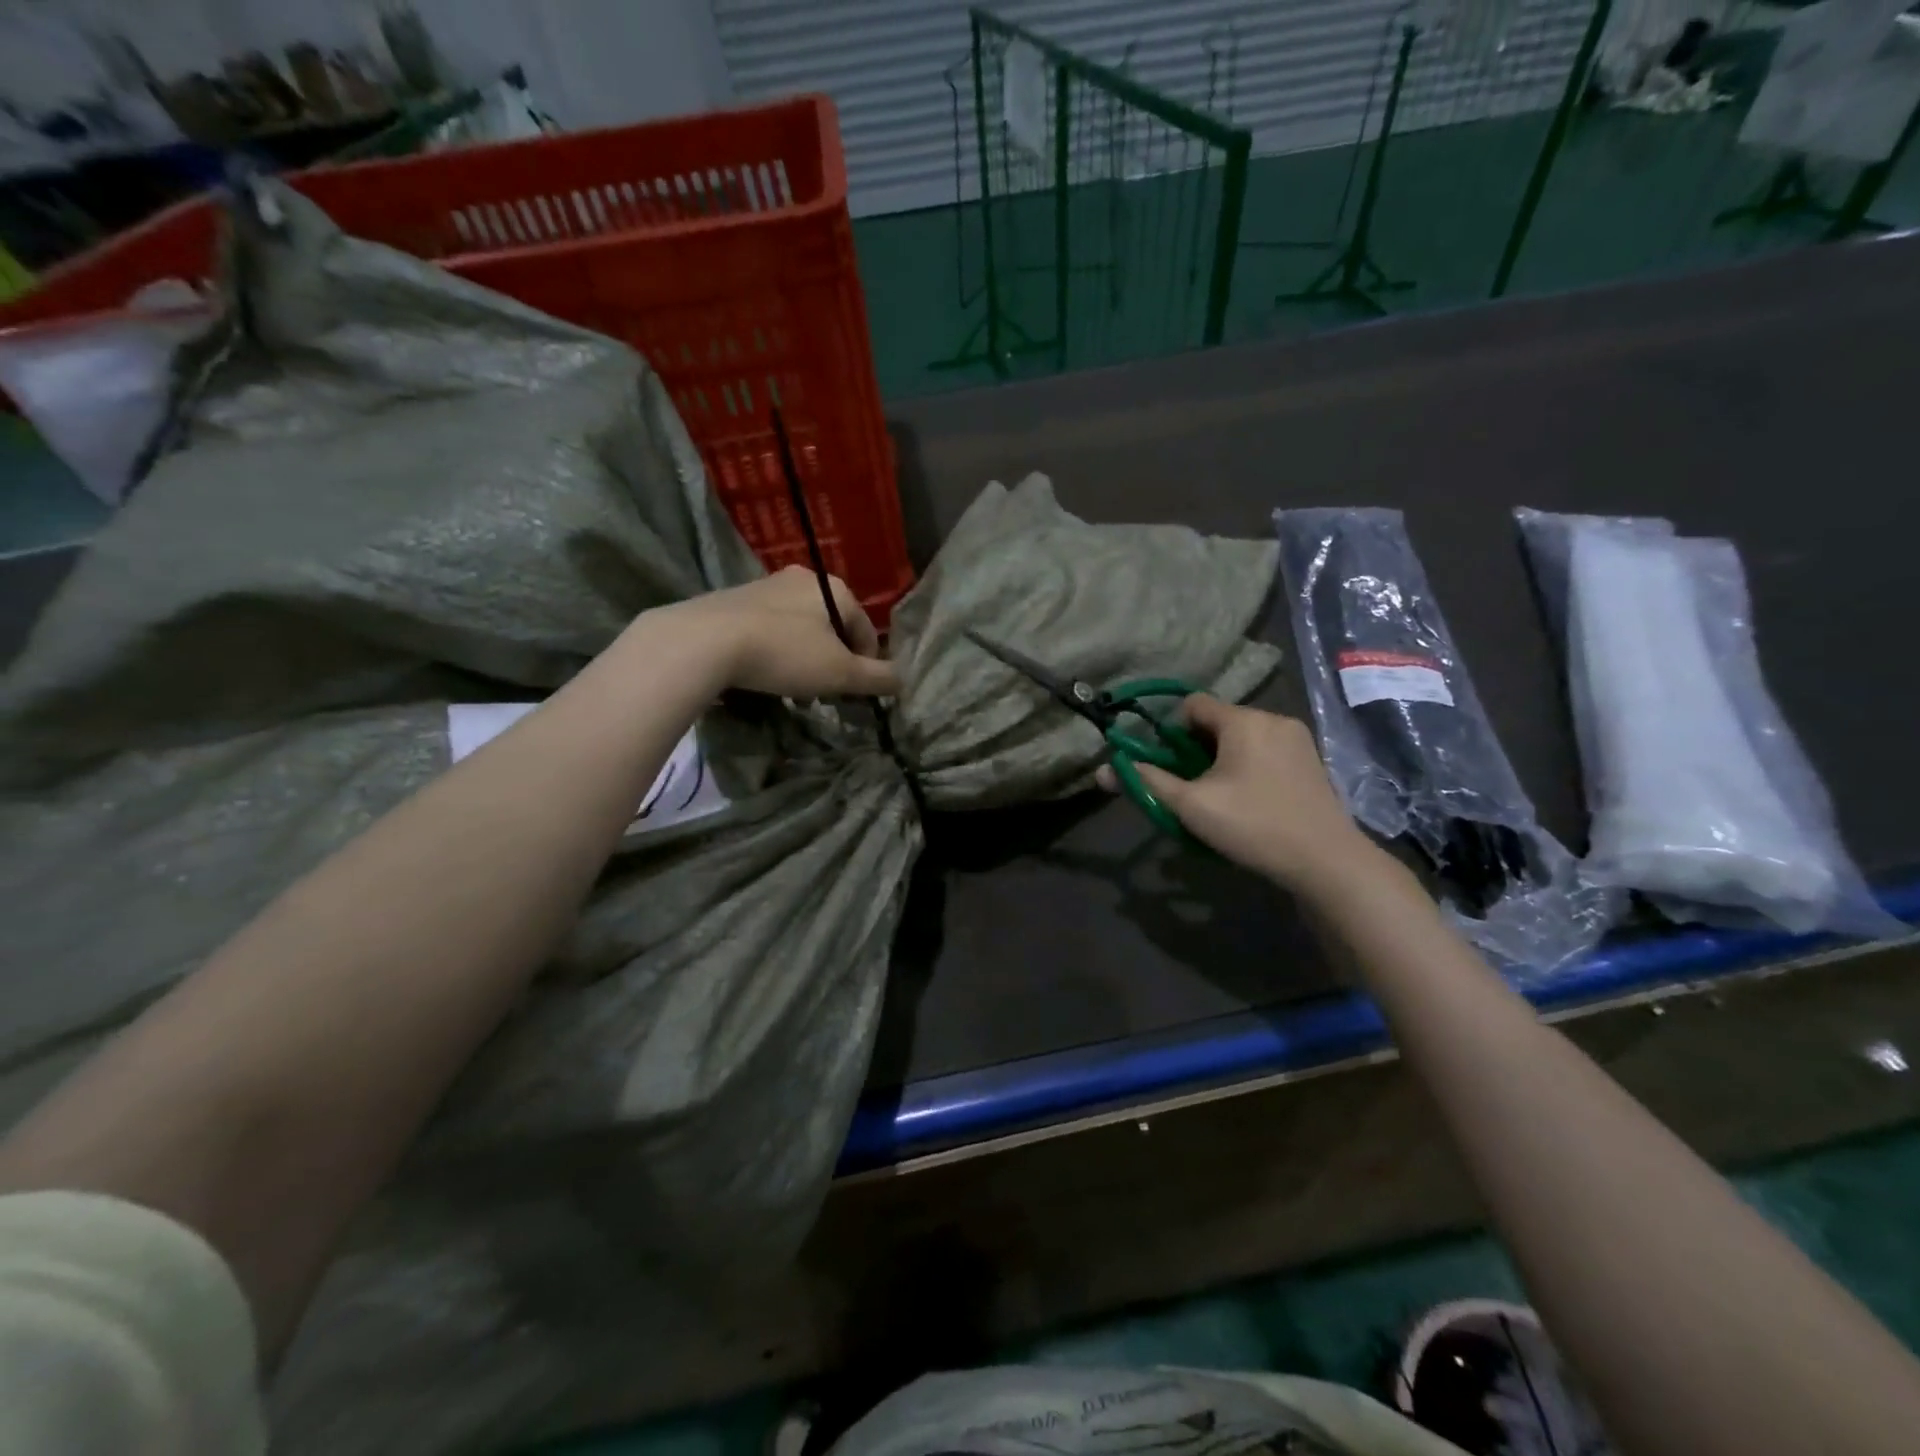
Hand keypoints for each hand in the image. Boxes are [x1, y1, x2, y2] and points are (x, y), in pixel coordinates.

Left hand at [665, 566, 899, 699]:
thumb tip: (905, 681)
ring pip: (800, 629)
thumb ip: (877, 678)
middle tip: (824, 694)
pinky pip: (769, 629)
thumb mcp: (839, 673)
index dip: (867, 665)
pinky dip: (775, 651)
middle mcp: (802, 579)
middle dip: (833, 662)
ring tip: (793, 690)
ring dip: (805, 659)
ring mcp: (766, 586)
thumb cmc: (784, 653)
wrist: (705, 641)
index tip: (855, 695)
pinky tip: (763, 675)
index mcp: (834, 588)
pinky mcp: (734, 599)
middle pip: (832, 628)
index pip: (866, 630)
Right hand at [1113, 696, 1381, 892]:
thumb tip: (1104, 769)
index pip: (1192, 704)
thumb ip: (1147, 782)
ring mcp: (1297, 739)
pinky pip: (1265, 751)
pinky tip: (1251, 802)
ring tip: (1220, 799)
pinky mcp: (1312, 761)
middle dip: (1196, 750)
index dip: (1171, 731)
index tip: (1170, 766)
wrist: (1326, 861)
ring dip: (1222, 761)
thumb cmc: (1253, 825)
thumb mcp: (1190, 805)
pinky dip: (1248, 768)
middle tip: (1192, 789)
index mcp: (1243, 720)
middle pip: (1218, 722)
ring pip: (1242, 738)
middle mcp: (1272, 719)